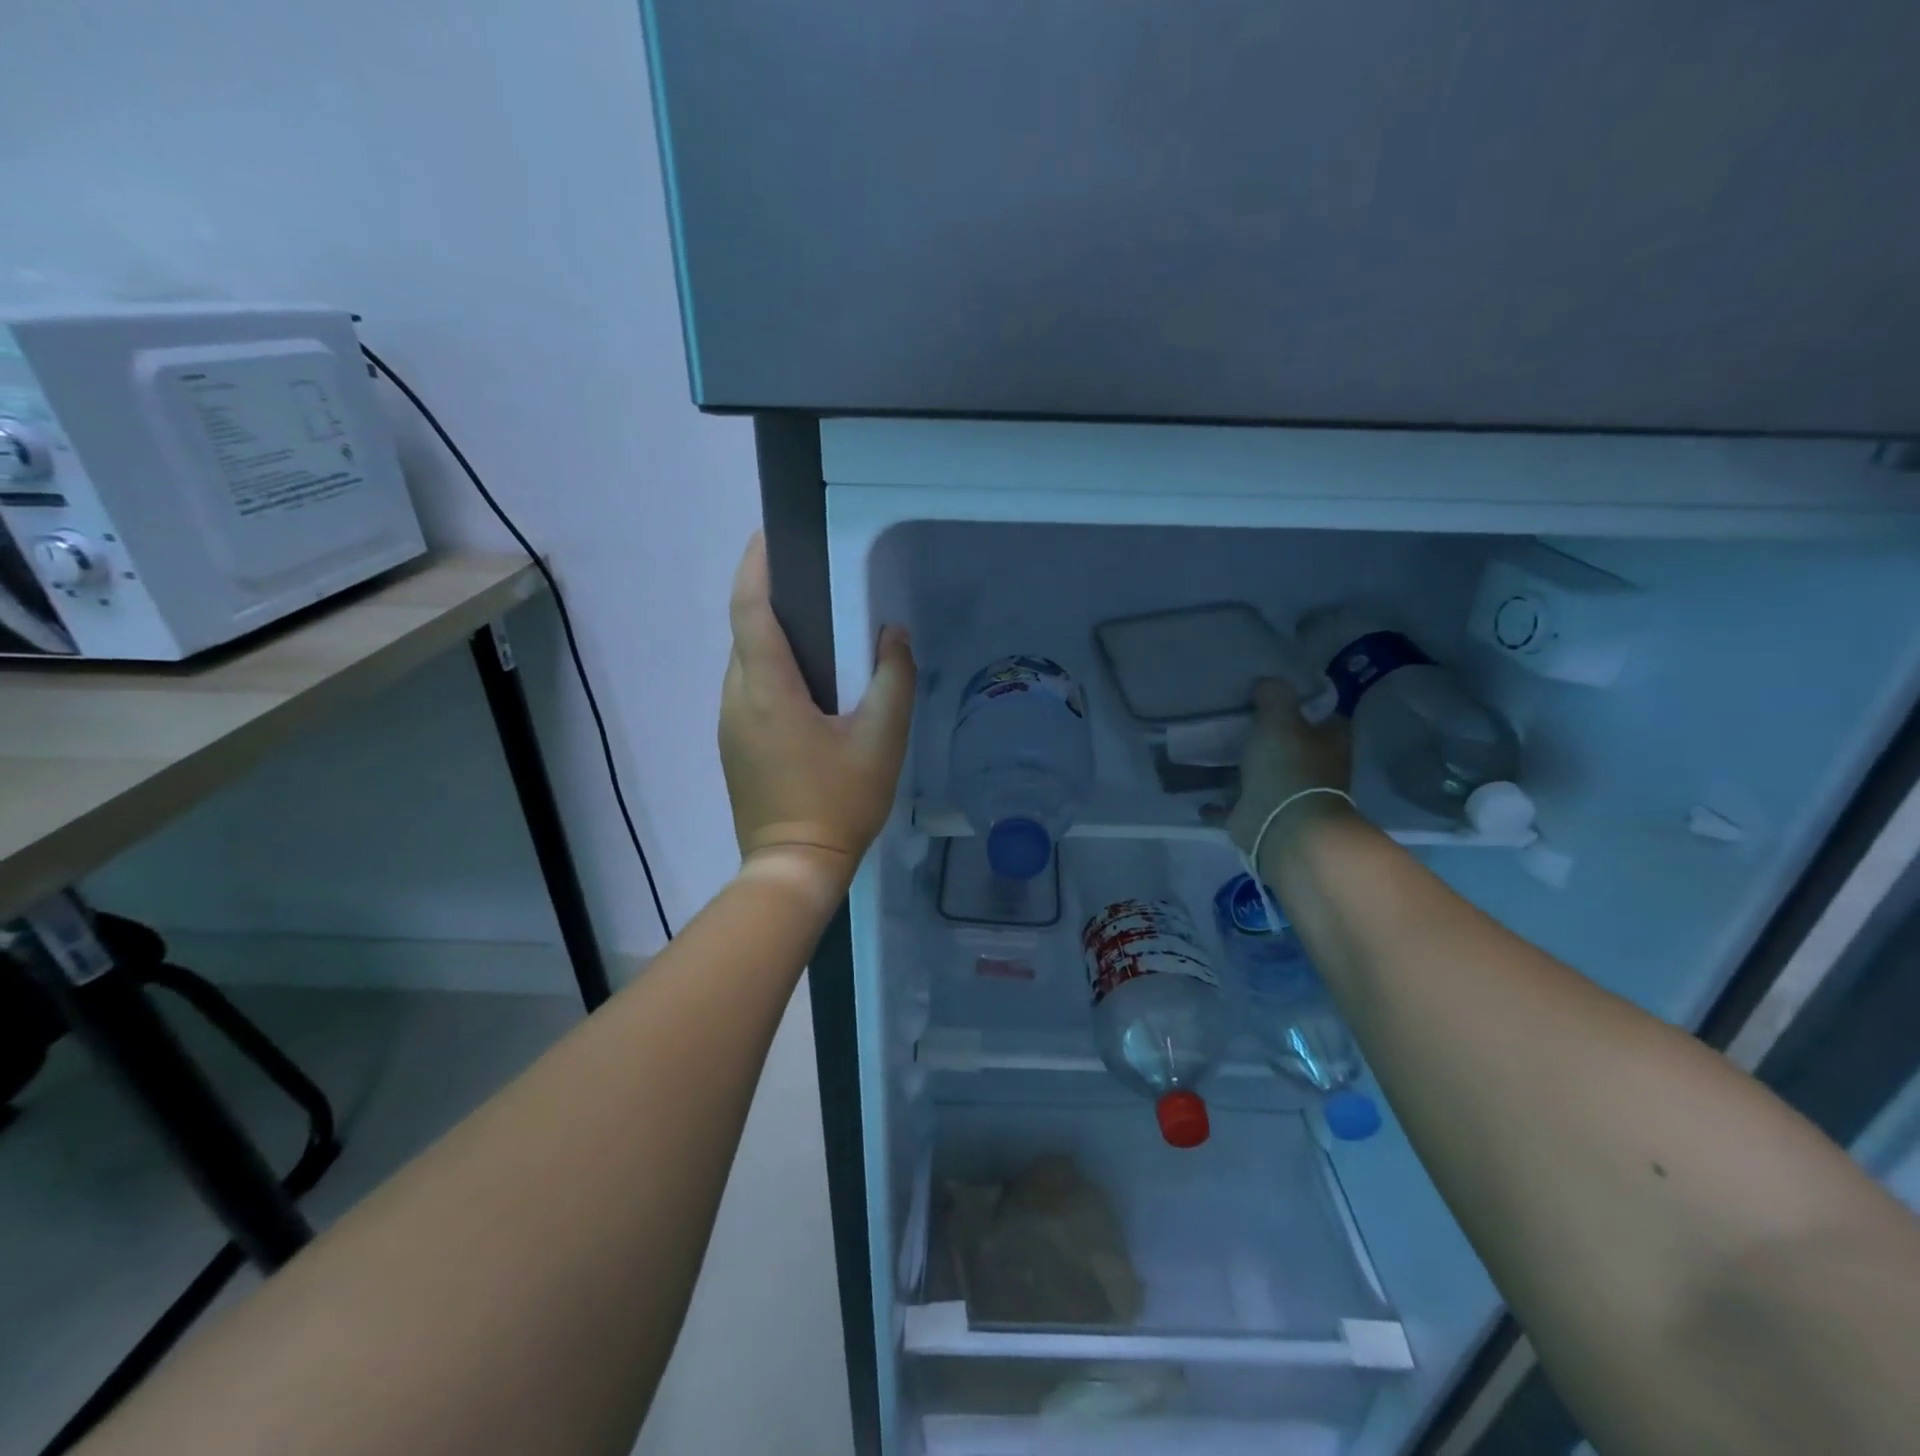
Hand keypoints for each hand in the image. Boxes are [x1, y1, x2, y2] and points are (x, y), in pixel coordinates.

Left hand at [719, 534, 916, 897]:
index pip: (749, 610)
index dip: (755, 566)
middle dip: (770, 599)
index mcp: (768, 689)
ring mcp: (729, 724)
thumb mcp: (882, 739)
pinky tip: (807, 687)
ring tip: (817, 632)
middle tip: (814, 584)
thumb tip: (893, 633)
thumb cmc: (840, 801)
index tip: (769, 535)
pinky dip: (770, 671)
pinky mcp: (732, 745)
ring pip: (746, 663)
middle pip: (746, 632)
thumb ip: (893, 678)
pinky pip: (748, 690)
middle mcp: (737, 698)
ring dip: (772, 638)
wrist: (794, 867)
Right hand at [1224, 678, 1352, 856]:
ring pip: (1264, 772)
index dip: (1300, 702)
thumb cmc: (1289, 767)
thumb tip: (1267, 682)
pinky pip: (1236, 802)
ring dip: (1243, 765)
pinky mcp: (1262, 815)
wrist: (1283, 827)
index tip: (1271, 693)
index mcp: (1329, 742)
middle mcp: (1314, 767)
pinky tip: (1200, 790)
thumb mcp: (1280, 719)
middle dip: (1269, 734)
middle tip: (1236, 715)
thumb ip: (1274, 696)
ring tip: (1212, 747)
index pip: (1322, 714)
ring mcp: (1288, 794)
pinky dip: (1219, 800)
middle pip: (1291, 743)